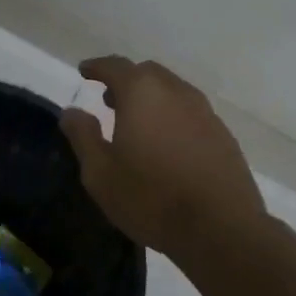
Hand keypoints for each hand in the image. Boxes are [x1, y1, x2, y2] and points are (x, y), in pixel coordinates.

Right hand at [60, 56, 266, 257]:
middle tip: (110, 101)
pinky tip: (168, 144)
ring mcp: (205, 112)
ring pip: (172, 91)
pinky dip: (173, 117)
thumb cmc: (151, 198)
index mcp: (142, 93)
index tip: (85, 71)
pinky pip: (191, 113)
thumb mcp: (100, 173)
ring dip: (152, 98)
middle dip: (126, 81)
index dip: (97, 67)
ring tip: (138, 123)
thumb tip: (72, 112)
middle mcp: (176, 92)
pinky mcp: (224, 135)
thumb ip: (83, 136)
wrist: (221, 229)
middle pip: (147, 73)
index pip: (115, 66)